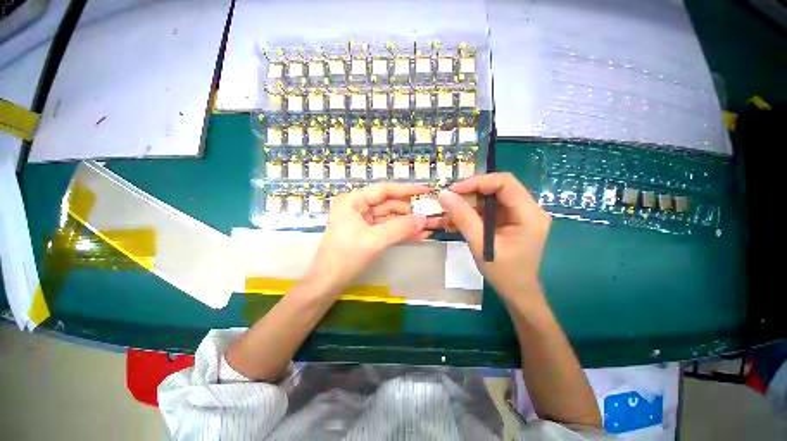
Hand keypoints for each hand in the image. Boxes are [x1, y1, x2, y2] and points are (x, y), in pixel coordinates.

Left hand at [306, 183, 437, 294]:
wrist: (328, 283)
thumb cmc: (346, 257)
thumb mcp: (375, 241)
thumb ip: (401, 228)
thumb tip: (424, 219)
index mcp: (353, 201)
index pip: (385, 190)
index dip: (408, 190)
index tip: (427, 190)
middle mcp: (358, 207)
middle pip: (390, 204)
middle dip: (412, 211)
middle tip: (433, 214)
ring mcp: (363, 221)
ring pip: (391, 218)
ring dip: (410, 223)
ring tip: (432, 225)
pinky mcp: (368, 234)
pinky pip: (388, 229)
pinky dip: (402, 232)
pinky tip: (420, 235)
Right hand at [438, 173, 550, 302]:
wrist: (516, 292)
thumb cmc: (503, 272)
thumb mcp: (480, 244)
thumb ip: (463, 217)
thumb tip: (444, 195)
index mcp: (529, 214)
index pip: (505, 182)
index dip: (478, 182)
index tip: (454, 190)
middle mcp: (528, 209)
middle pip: (496, 189)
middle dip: (469, 194)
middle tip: (448, 202)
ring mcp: (519, 215)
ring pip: (489, 199)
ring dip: (467, 206)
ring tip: (448, 217)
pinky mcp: (510, 221)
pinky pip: (488, 211)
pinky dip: (470, 214)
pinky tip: (455, 223)